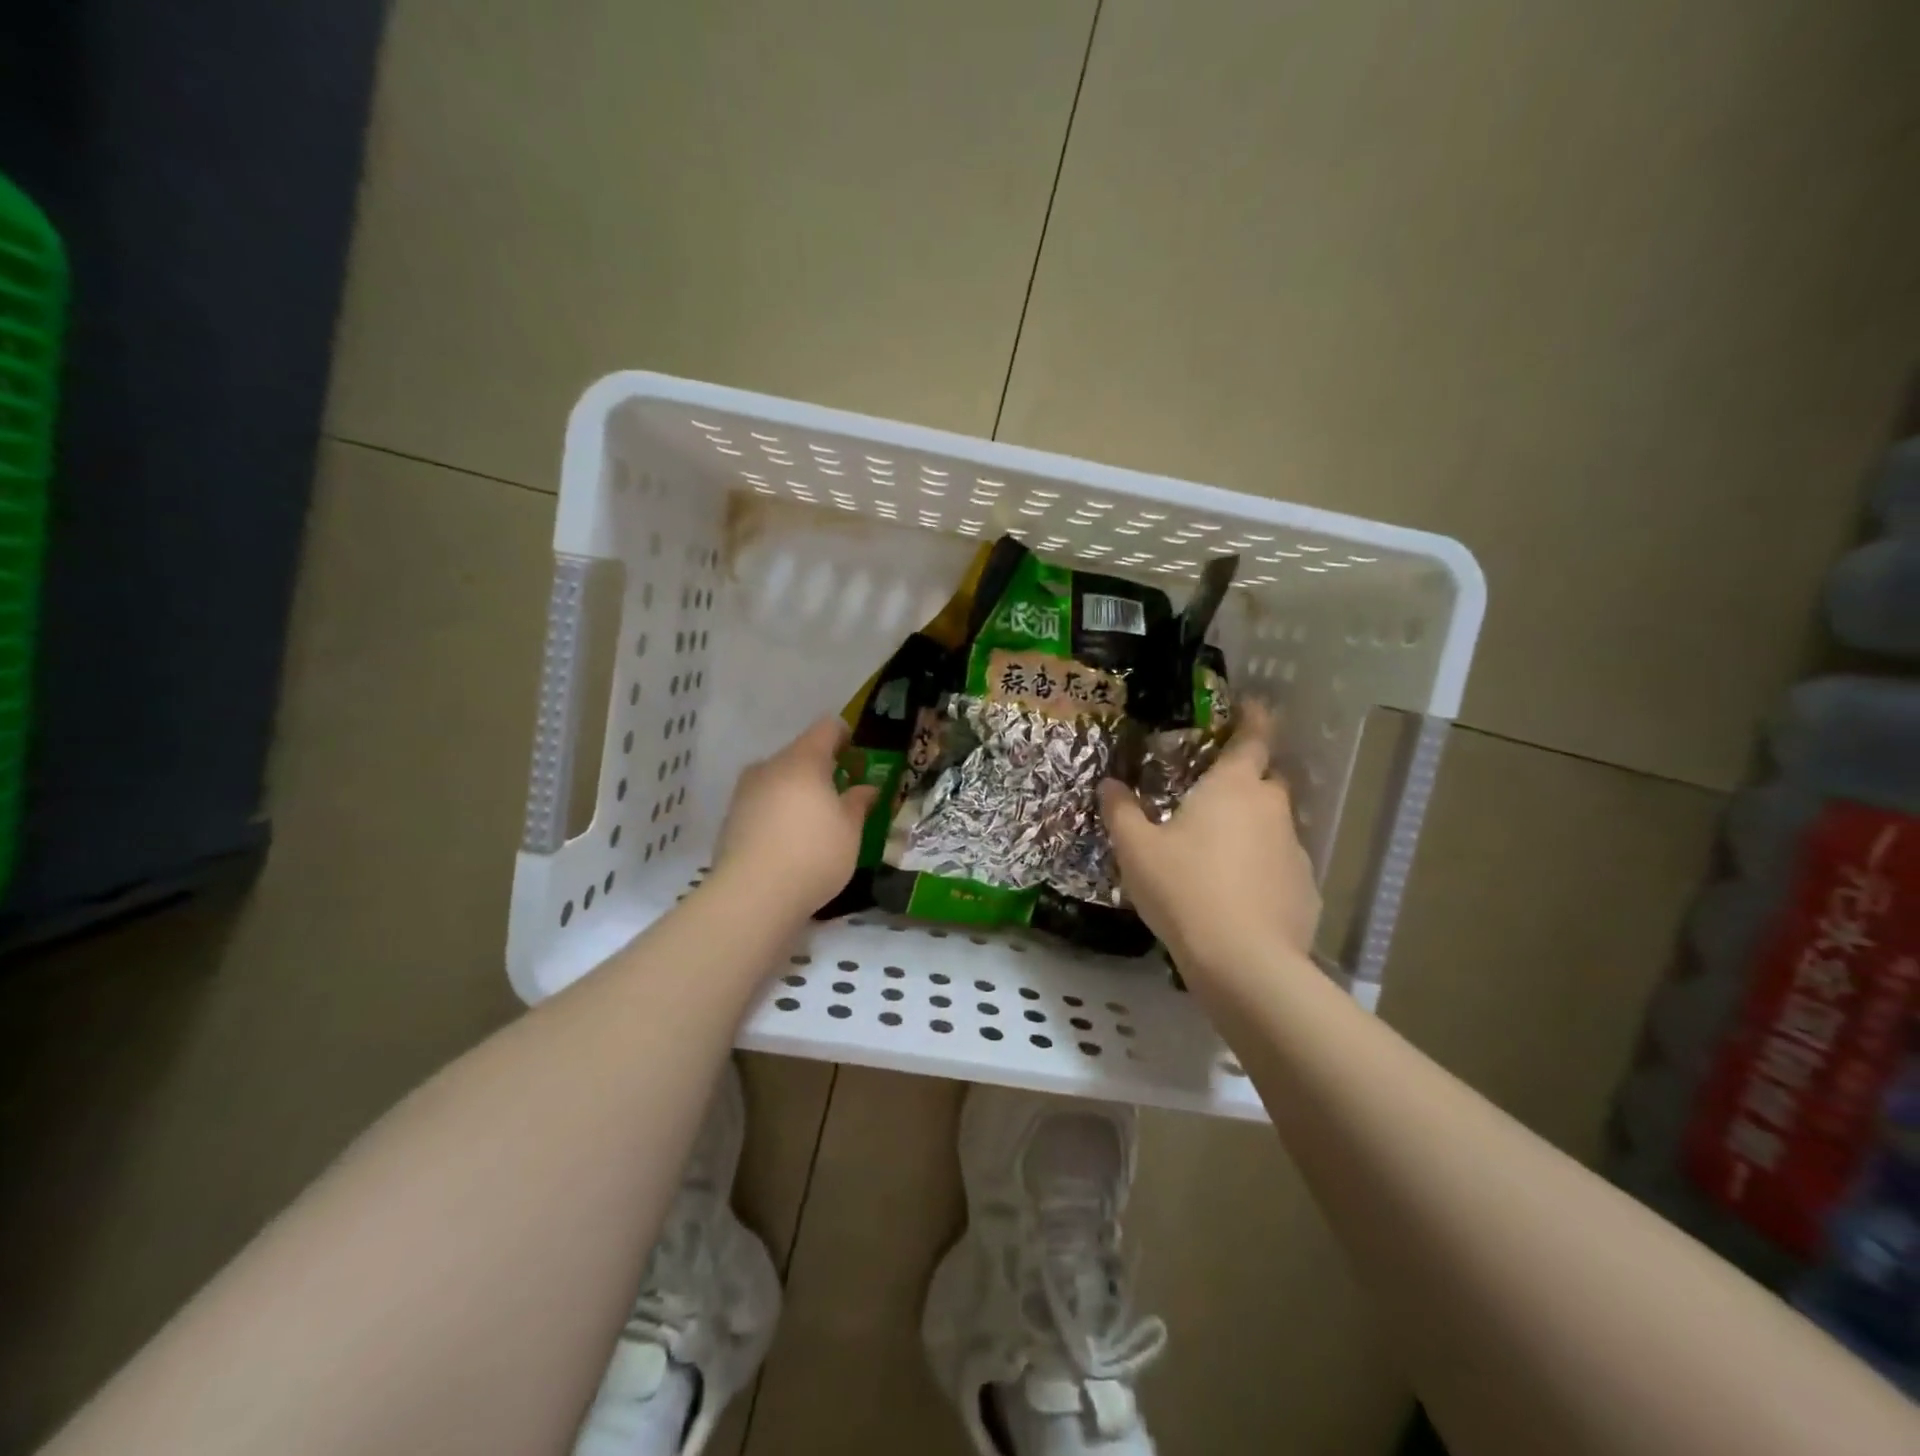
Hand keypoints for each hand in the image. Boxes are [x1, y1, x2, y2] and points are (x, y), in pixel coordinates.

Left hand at [713, 718, 879, 920]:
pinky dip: (779, 812)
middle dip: (822, 770)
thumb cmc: (814, 854)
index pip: (827, 728)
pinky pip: (763, 803)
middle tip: (842, 797)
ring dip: (798, 792)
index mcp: (803, 760)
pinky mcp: (731, 818)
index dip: (846, 737)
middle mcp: (770, 766)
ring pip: (779, 779)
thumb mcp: (850, 830)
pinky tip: (789, 841)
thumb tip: (866, 788)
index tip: (858, 759)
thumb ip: (858, 802)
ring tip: (815, 822)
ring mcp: (745, 791)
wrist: (752, 896)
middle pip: (801, 754)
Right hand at [1100, 701, 1318, 980]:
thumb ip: (1121, 811)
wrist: (1243, 960)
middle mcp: (1272, 809)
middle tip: (1214, 794)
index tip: (1256, 705)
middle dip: (1247, 779)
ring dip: (1252, 828)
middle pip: (1267, 781)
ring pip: (1274, 825)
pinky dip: (1263, 868)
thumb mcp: (1136, 849)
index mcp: (1233, 787)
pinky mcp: (1306, 889)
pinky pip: (1281, 865)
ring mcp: (1295, 850)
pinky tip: (1238, 895)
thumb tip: (1109, 784)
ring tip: (1218, 855)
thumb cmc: (1184, 889)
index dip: (1255, 718)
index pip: (1253, 738)